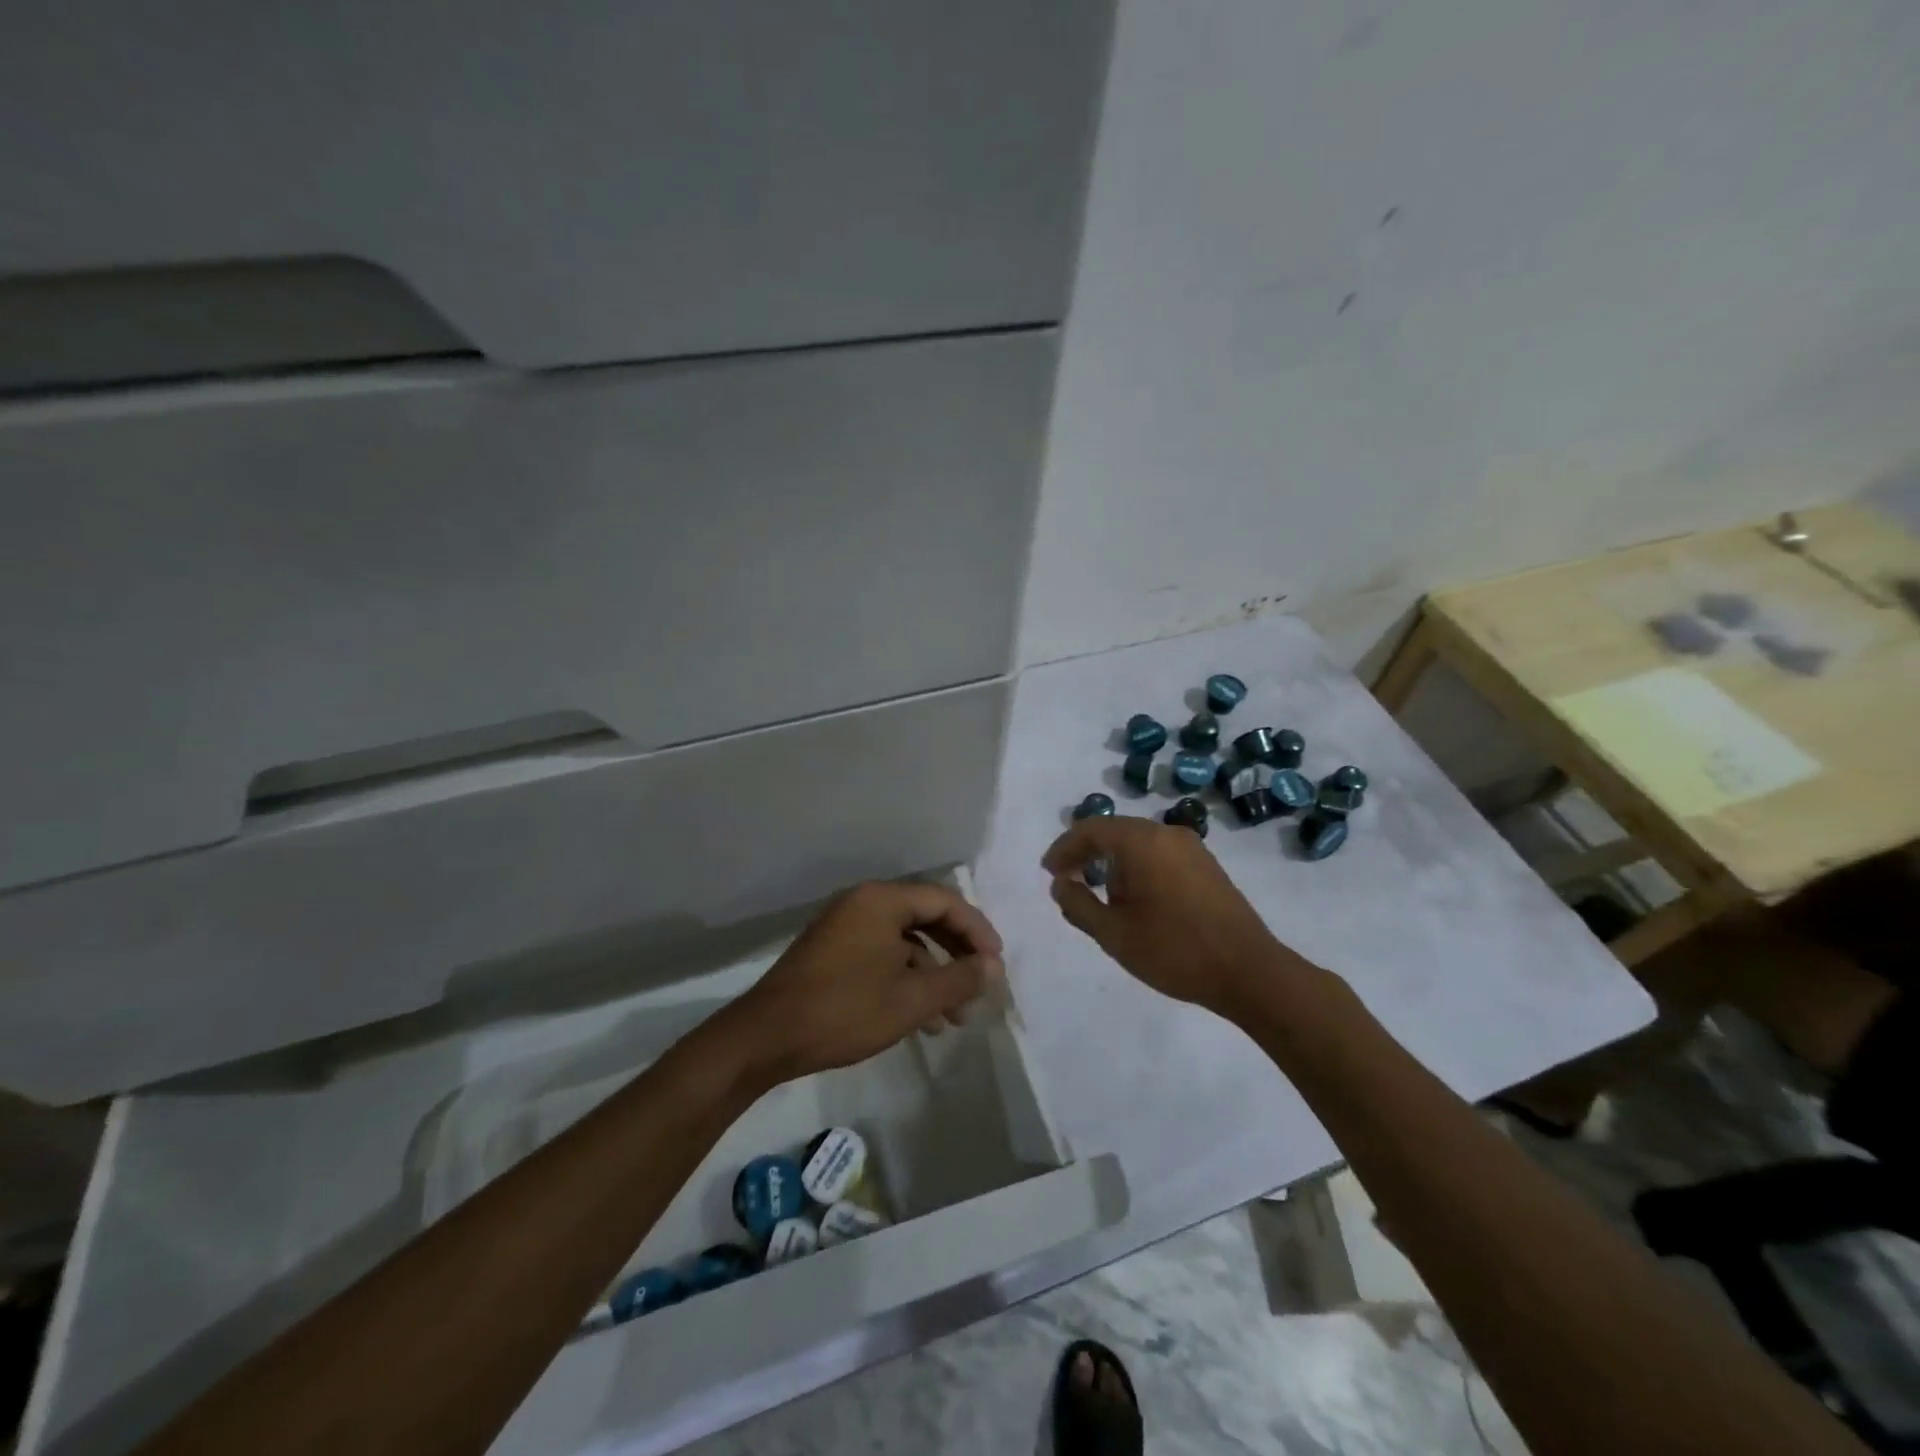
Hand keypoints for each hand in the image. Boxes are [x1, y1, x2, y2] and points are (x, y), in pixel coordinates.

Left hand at [726, 881, 1004, 1085]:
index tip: (996, 964)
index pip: (944, 901)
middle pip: (926, 917)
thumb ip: (958, 979)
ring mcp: (845, 927)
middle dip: (957, 954)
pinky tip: (922, 1020)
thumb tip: (993, 967)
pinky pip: (882, 955)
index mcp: (882, 900)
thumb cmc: (844, 1010)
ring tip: (955, 1017)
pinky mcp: (833, 952)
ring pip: (905, 941)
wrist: (766, 1038)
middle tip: (980, 985)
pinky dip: (906, 979)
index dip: (977, 931)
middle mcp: (863, 903)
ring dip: (934, 974)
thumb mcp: (911, 999)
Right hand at [1043, 816, 1303, 1017]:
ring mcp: (1192, 848)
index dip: (1064, 848)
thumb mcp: (1114, 933)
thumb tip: (1060, 884)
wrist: (1249, 971)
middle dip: (1087, 855)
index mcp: (1141, 841)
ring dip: (1114, 864)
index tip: (1048, 872)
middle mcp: (1166, 833)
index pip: (1091, 830)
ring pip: (1138, 844)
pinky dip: (1138, 868)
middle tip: (1068, 882)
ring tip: (1102, 899)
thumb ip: (1078, 904)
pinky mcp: (1207, 866)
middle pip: (1115, 832)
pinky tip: (1137, 901)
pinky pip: (1160, 855)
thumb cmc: (1174, 950)